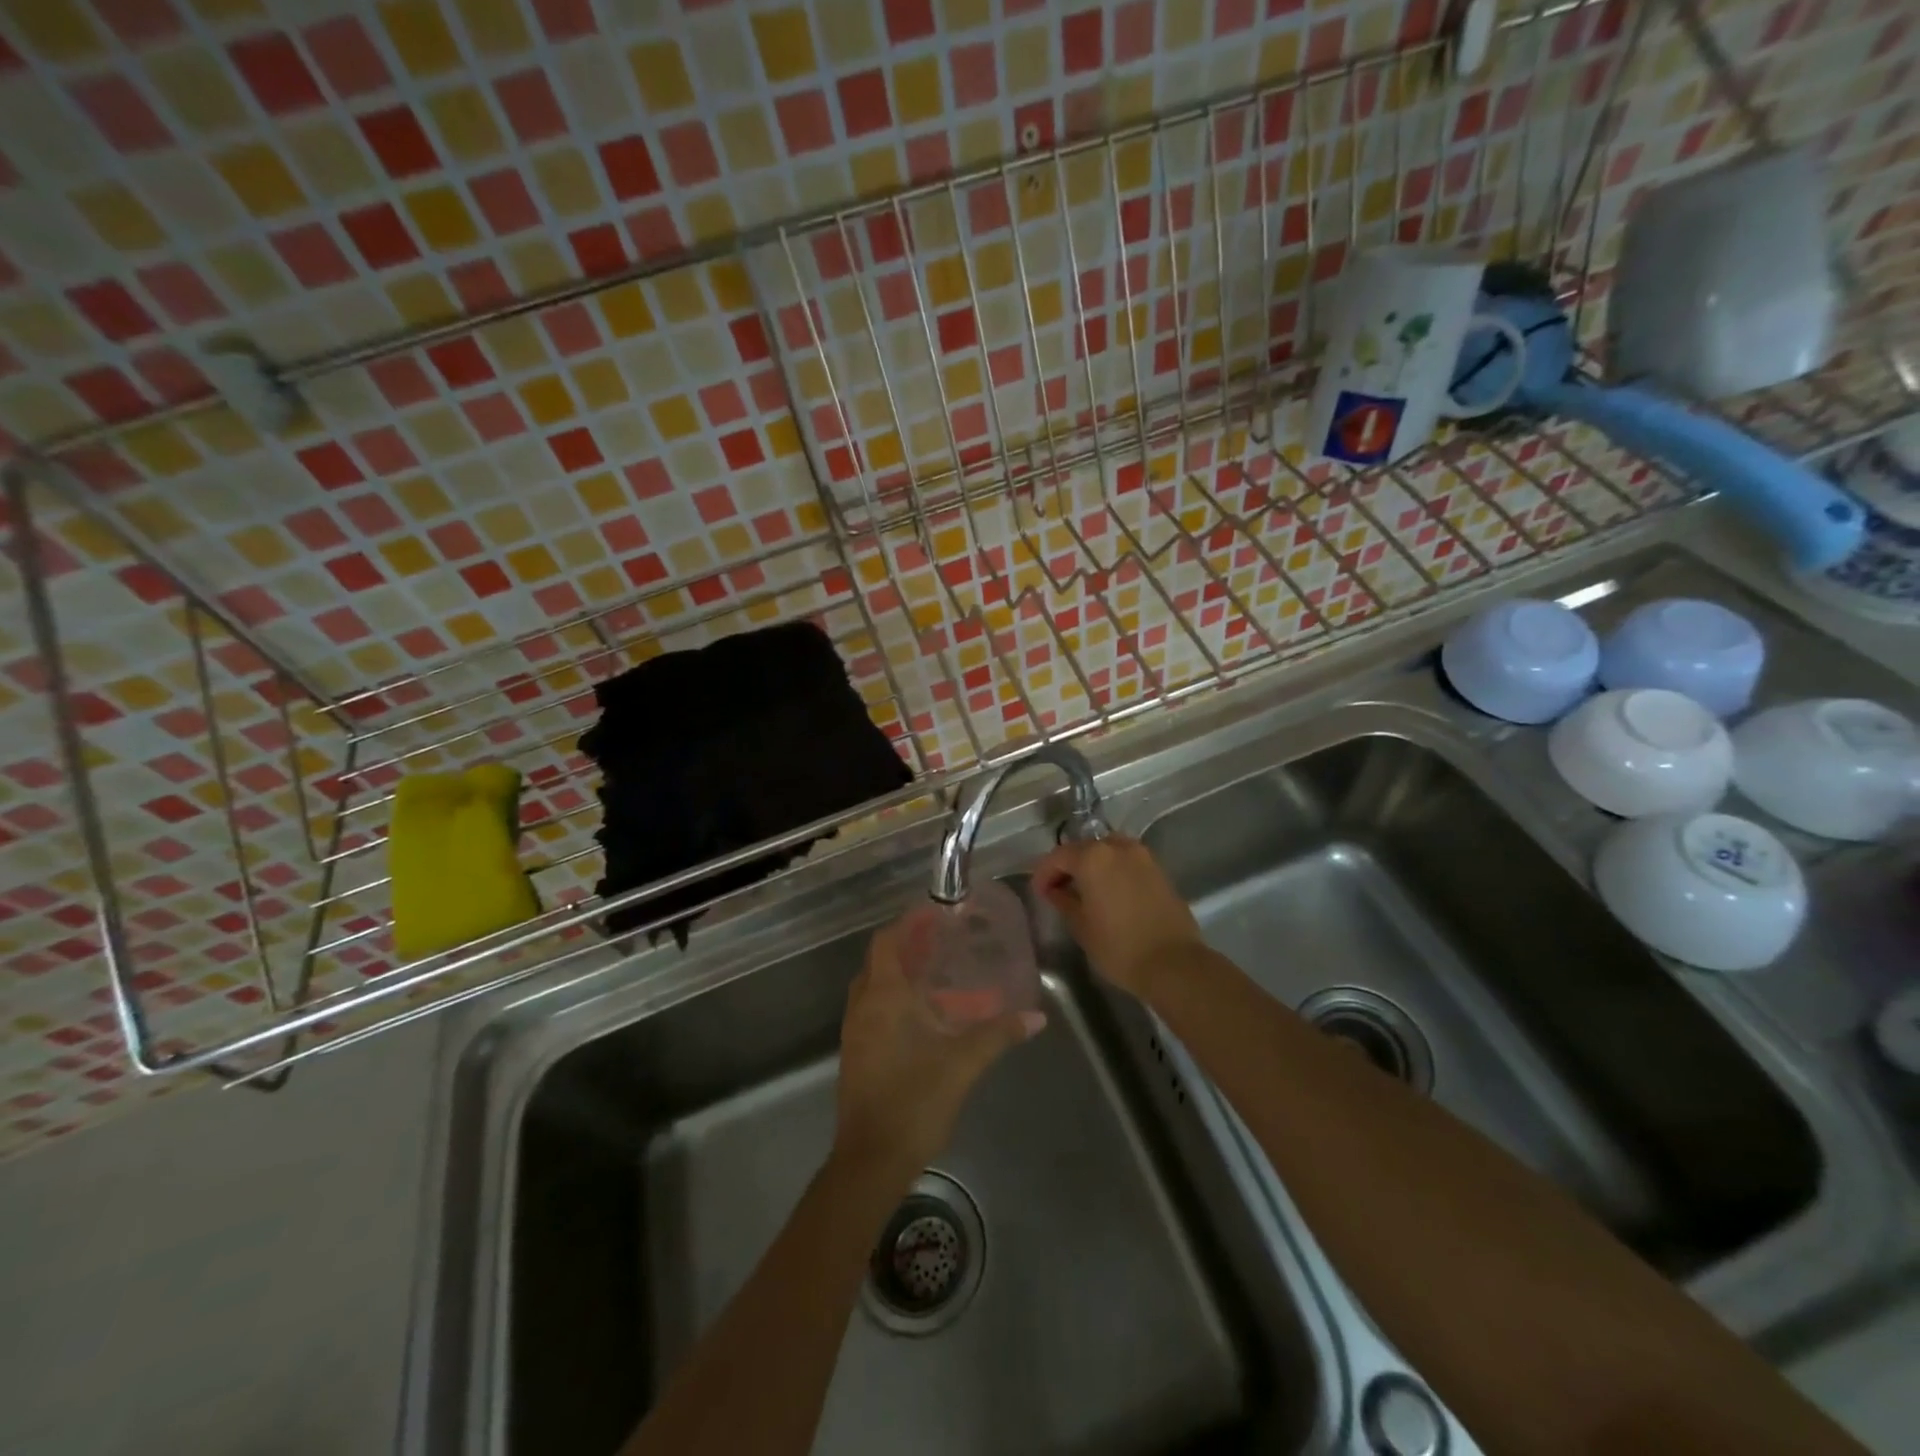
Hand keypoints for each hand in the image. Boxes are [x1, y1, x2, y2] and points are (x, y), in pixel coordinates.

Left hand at [832, 913, 1044, 1178]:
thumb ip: (998, 1034)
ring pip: (874, 986)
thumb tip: (1036, 1016)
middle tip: (944, 942)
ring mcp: (855, 1031)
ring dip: (899, 974)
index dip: (908, 923)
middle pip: (880, 960)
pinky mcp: (856, 1054)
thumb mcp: (962, 1064)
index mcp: (882, 997)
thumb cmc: (913, 1102)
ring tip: (938, 973)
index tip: (936, 914)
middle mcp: (862, 1006)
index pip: (887, 941)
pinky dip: (894, 999)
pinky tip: (924, 1016)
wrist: (870, 1162)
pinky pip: (872, 1009)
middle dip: (907, 946)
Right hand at [1033, 835, 1203, 1000]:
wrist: (1173, 963)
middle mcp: (1117, 847)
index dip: (1044, 873)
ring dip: (1092, 866)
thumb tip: (1055, 890)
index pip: (1058, 856)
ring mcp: (1142, 856)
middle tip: (1058, 890)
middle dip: (1067, 866)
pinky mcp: (1159, 870)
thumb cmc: (1119, 947)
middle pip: (1083, 848)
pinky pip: (1126, 862)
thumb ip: (1063, 900)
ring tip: (1085, 890)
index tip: (1039, 893)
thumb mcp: (1081, 926)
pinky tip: (1109, 893)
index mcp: (1093, 857)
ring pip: (1107, 851)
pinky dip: (1113, 871)